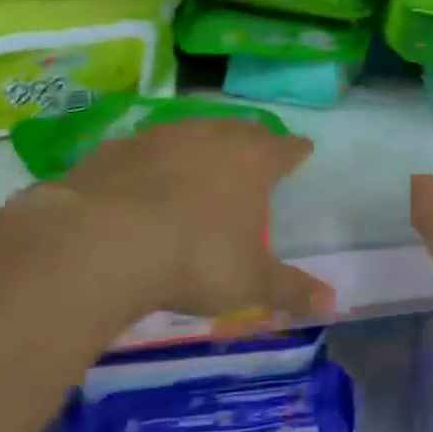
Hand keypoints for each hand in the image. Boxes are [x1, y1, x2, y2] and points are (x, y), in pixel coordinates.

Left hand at [32, 119, 334, 330]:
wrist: (99, 243)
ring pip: (193, 130)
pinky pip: (146, 147)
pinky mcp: (116, 149)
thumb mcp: (250, 283)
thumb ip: (292, 290)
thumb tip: (333, 303)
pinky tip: (147, 176)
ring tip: (205, 158)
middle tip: (258, 149)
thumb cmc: (194, 258)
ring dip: (204, 142)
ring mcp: (161, 137)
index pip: (284, 148)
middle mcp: (210, 137)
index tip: (303, 150)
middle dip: (254, 138)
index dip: (296, 150)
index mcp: (251, 161)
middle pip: (241, 129)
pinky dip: (155, 158)